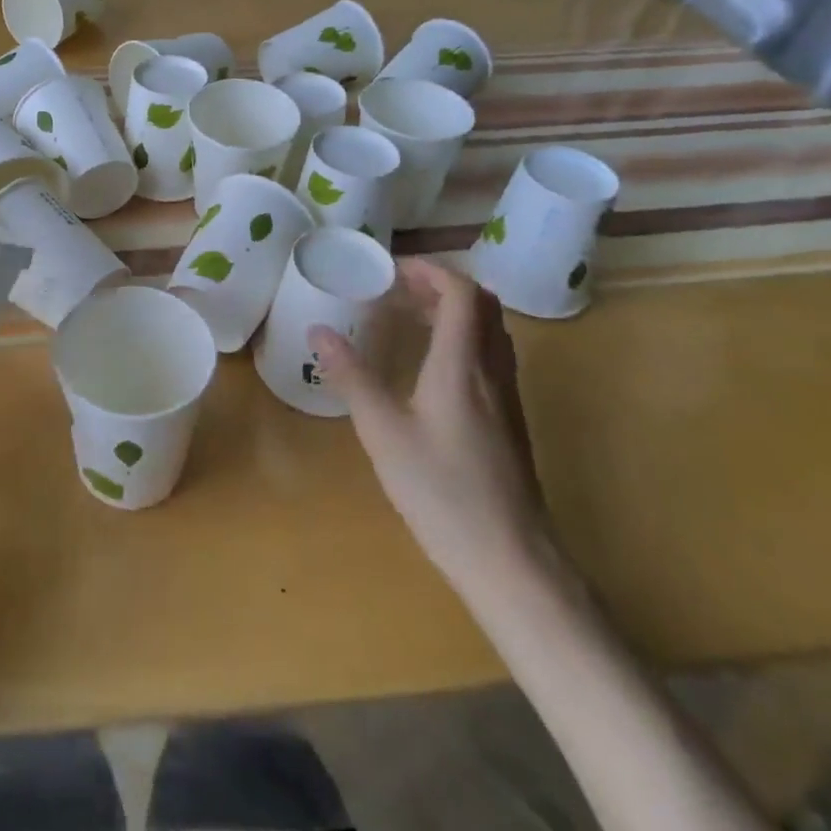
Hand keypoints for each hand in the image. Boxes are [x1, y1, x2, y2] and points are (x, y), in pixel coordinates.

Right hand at [314, 256, 548, 587]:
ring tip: (411, 318)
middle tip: (398, 290)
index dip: (430, 271)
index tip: (392, 270)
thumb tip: (318, 331)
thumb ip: (351, 376)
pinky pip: (492, 356)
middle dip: (440, 286)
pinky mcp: (510, 421)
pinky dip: (464, 339)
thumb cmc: (442, 492)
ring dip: (454, 311)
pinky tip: (433, 367)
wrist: (511, 561)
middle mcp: (492, 370)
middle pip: (482, 305)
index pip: (461, 293)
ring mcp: (507, 397)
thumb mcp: (383, 432)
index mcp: (463, 364)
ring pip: (490, 330)